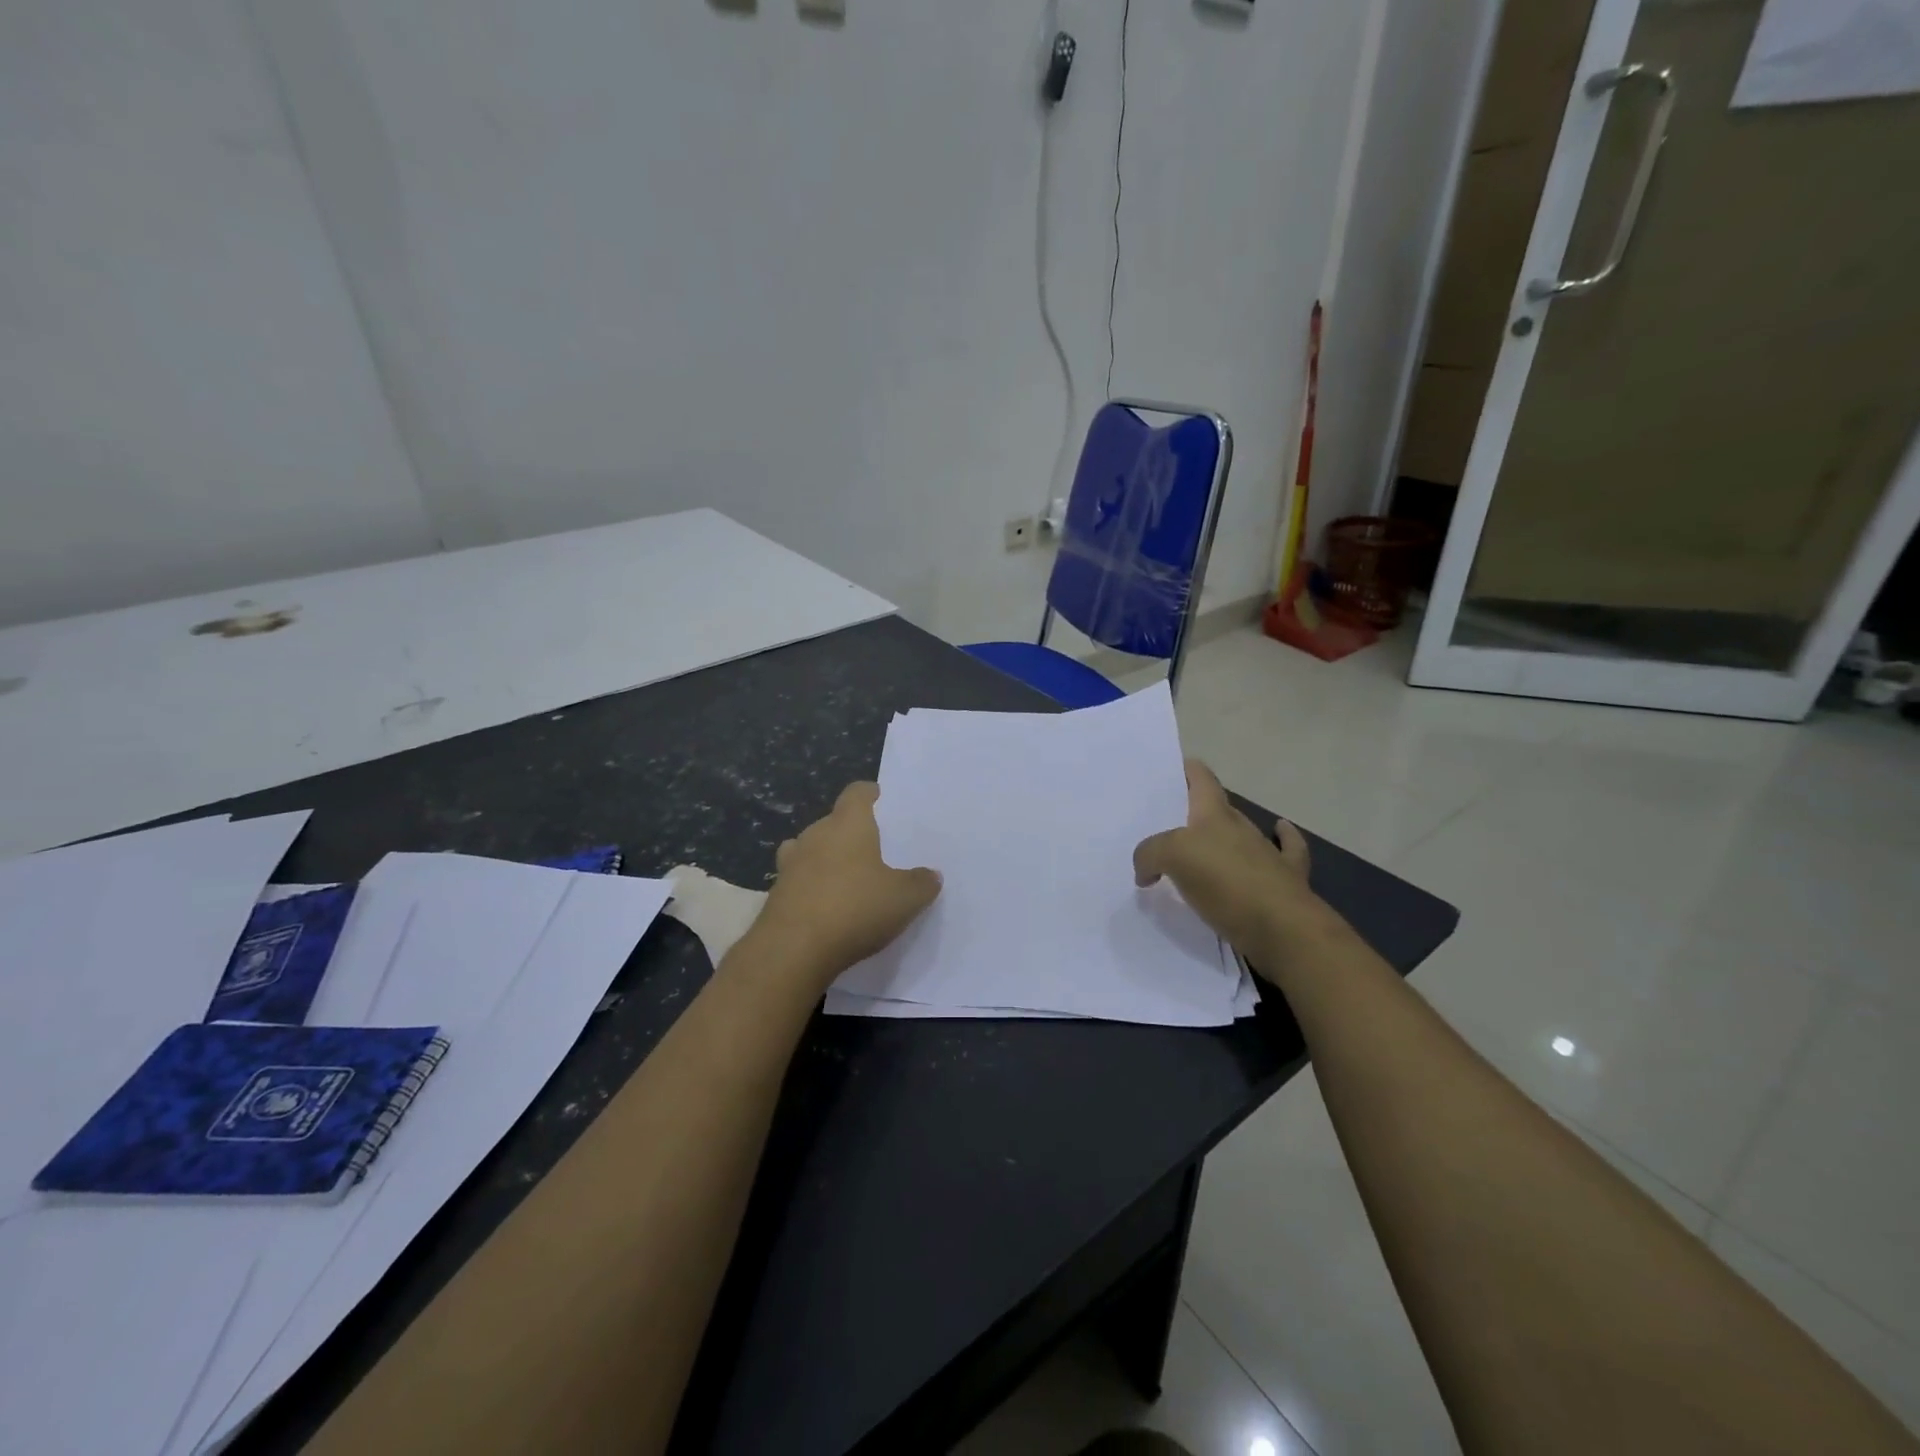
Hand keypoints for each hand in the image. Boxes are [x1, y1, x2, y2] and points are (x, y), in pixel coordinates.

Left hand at [753, 782, 941, 985]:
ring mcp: (790, 864)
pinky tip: (826, 906)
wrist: (792, 950)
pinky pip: (798, 880)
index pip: (856, 793)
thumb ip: (921, 883)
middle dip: (850, 832)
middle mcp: (815, 835)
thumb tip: (931, 874)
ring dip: (826, 858)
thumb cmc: (854, 909)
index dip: (869, 794)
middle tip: (873, 849)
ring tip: (847, 877)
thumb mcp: (904, 899)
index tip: (881, 800)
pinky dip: (811, 886)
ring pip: (810, 849)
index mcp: (847, 825)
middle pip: (833, 822)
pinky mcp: (776, 893)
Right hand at [1133, 760, 1338, 964]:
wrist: (1283, 928)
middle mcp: (1241, 828)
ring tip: (1197, 856)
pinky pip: (1284, 855)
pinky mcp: (1286, 882)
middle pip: (1217, 809)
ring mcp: (1268, 853)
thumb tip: (1146, 871)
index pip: (1201, 779)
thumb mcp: (1172, 857)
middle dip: (1195, 813)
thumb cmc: (1226, 882)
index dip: (1187, 770)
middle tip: (1167, 828)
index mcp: (1214, 814)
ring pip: (1243, 836)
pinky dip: (1282, 844)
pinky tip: (1275, 843)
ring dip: (1225, 839)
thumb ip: (1150, 854)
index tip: (1172, 770)